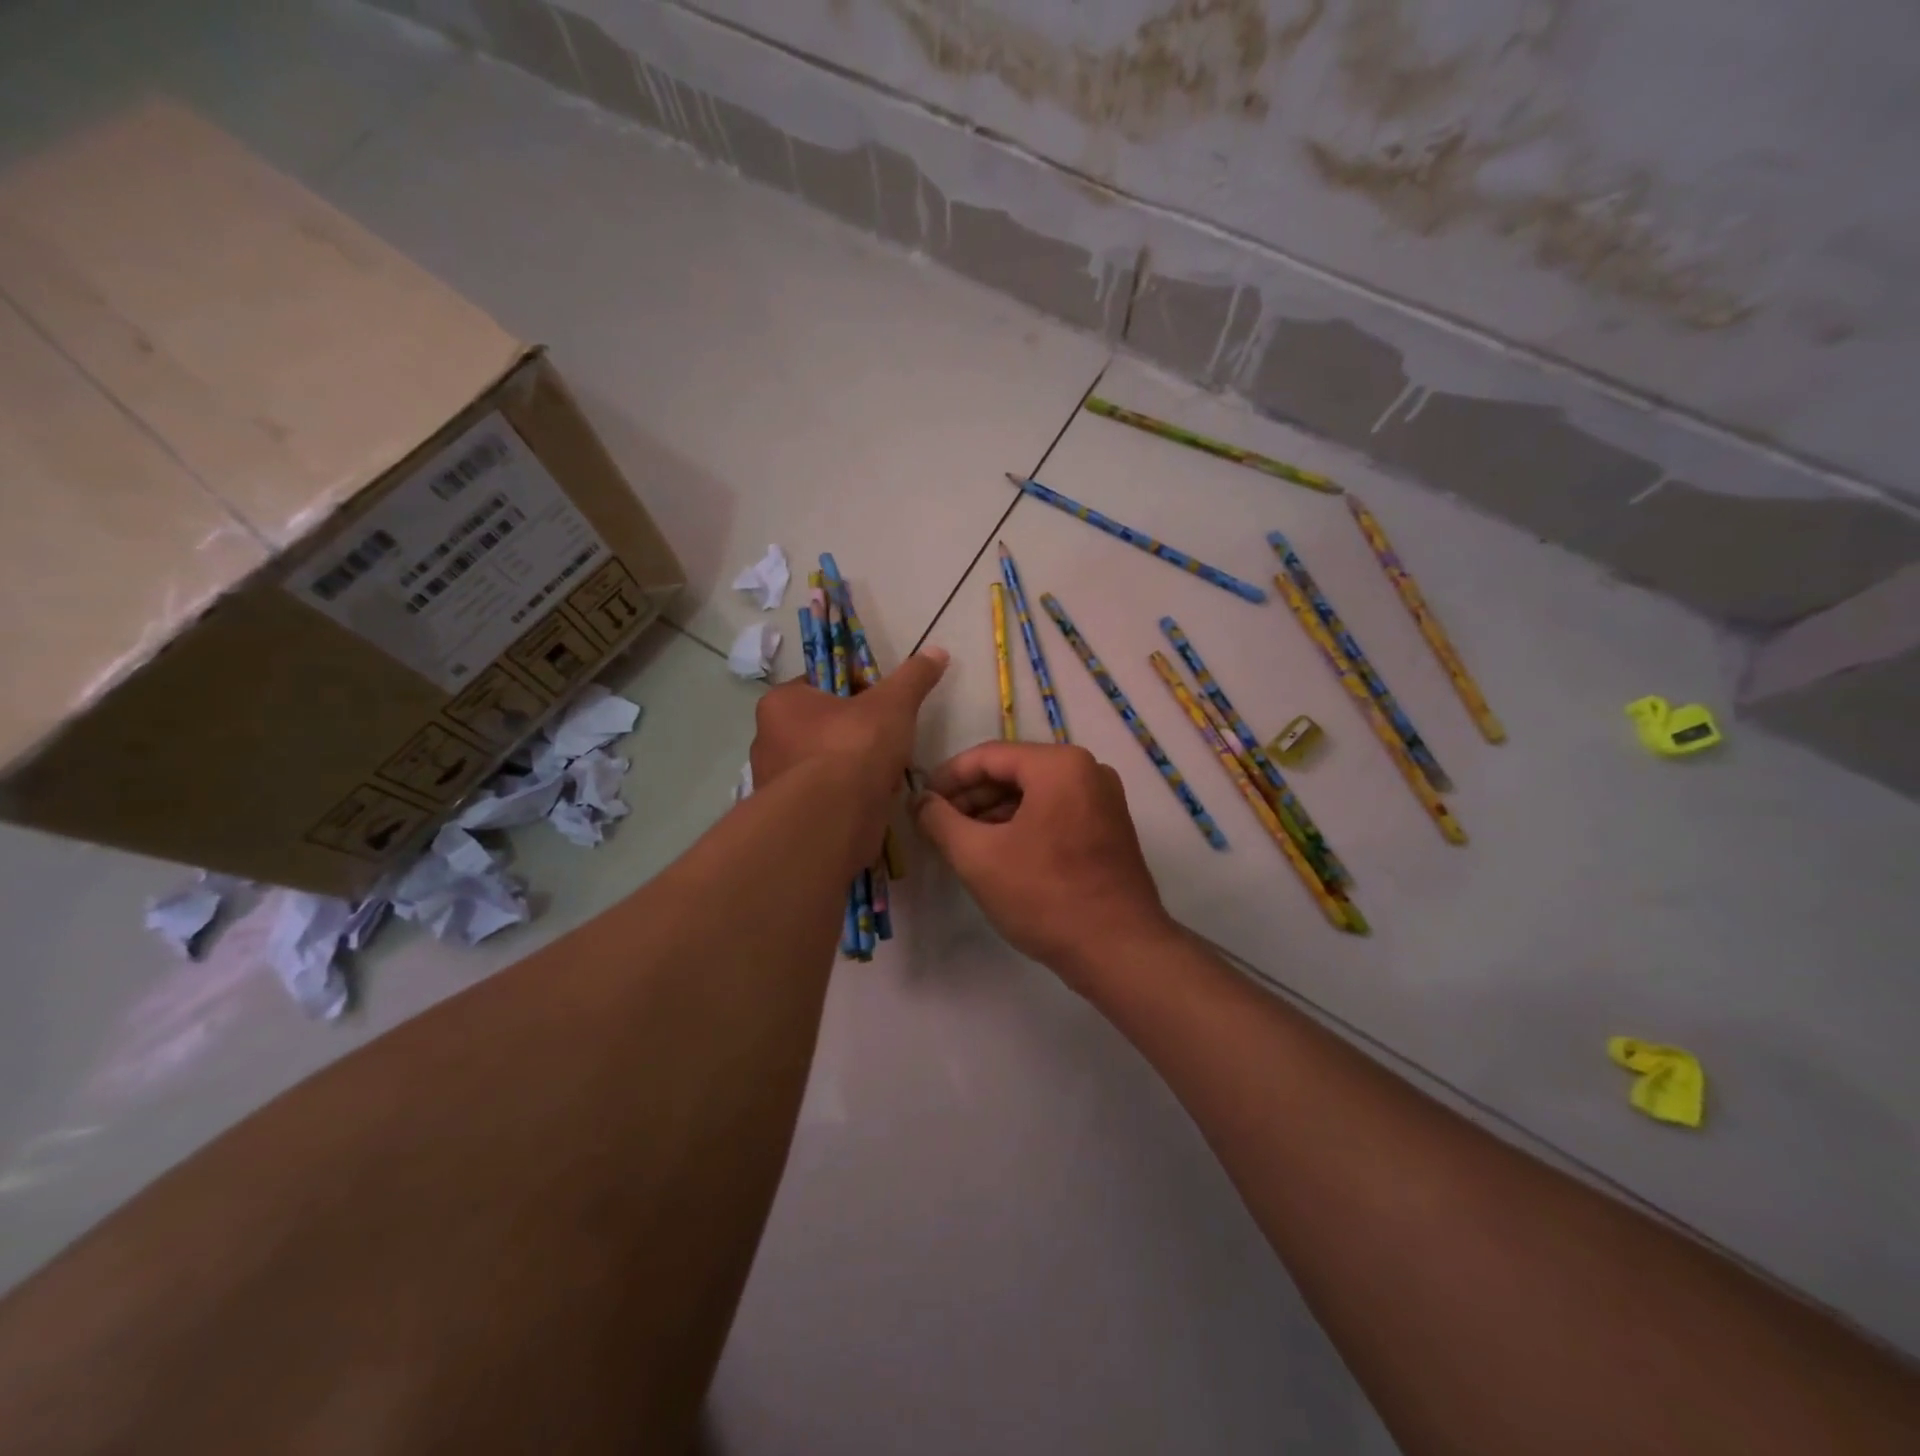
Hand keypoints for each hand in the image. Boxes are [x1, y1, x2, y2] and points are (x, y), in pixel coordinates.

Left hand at [750, 647, 948, 860]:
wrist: (833, 819)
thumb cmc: (855, 748)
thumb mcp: (893, 704)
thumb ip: (913, 677)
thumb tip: (937, 651)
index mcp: (781, 703)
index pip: (820, 685)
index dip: (856, 690)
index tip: (883, 705)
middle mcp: (767, 739)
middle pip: (823, 726)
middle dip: (858, 733)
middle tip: (888, 742)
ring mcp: (774, 782)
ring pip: (826, 763)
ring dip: (855, 768)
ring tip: (885, 775)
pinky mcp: (789, 816)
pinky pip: (825, 796)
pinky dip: (848, 797)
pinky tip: (873, 800)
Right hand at [912, 742, 1179, 986]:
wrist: (1118, 949)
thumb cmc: (1044, 896)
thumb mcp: (978, 857)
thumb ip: (940, 821)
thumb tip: (920, 801)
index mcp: (1059, 765)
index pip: (989, 756)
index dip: (948, 777)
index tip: (921, 800)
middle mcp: (1088, 770)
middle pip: (1014, 771)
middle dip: (971, 796)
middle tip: (937, 824)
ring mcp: (1103, 799)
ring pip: (1034, 793)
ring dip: (994, 812)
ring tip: (961, 841)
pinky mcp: (1109, 827)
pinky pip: (1055, 811)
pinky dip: (1023, 824)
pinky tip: (997, 851)